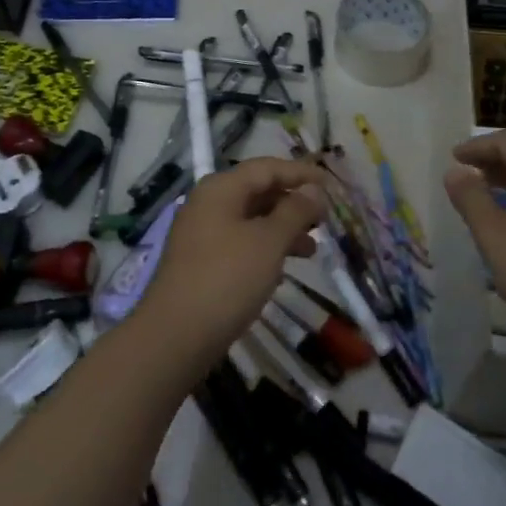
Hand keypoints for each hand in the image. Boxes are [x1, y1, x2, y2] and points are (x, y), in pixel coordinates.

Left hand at [138, 158, 327, 356]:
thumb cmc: (227, 279)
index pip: (267, 168)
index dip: (300, 173)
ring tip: (312, 250)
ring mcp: (201, 233)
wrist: (175, 337)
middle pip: (258, 191)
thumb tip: (314, 189)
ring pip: (250, 220)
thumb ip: (294, 212)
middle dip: (292, 203)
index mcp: (221, 189)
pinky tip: (283, 270)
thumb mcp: (268, 242)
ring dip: (282, 229)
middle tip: (324, 219)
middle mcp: (208, 203)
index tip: (331, 184)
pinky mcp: (201, 262)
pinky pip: (240, 243)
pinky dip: (264, 249)